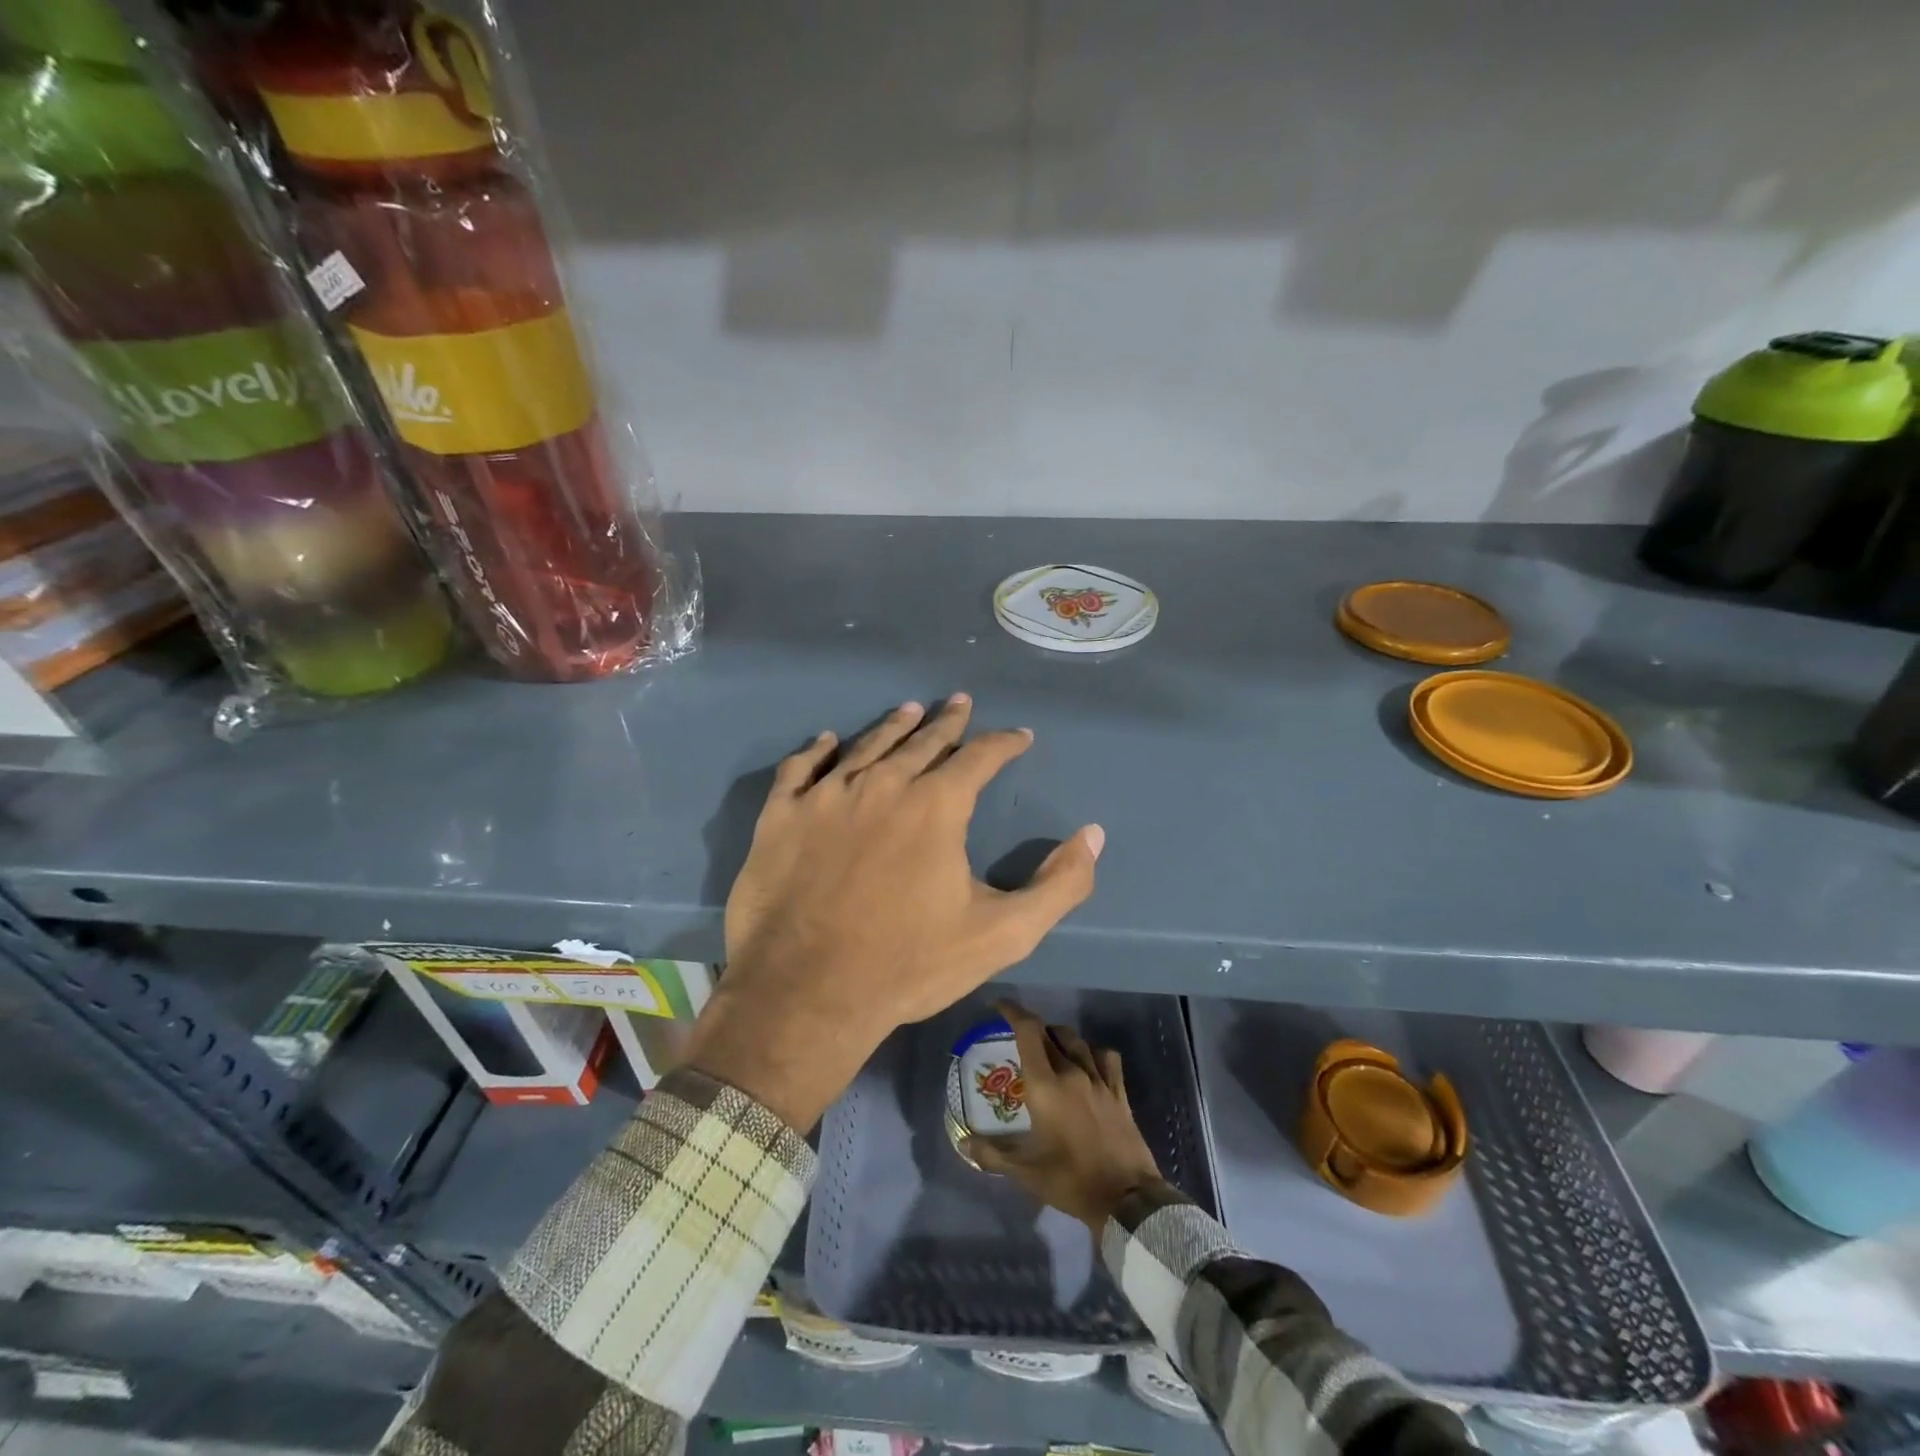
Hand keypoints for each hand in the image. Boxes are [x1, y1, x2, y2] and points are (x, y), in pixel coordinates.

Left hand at [682, 696, 1104, 1130]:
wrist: (806, 994)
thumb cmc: (908, 964)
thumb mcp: (1002, 934)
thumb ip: (1059, 885)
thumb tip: (1093, 835)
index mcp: (936, 805)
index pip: (980, 757)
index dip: (1004, 743)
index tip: (1019, 736)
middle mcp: (882, 784)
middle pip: (923, 741)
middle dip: (949, 722)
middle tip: (960, 702)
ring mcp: (826, 796)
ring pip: (866, 746)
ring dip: (893, 726)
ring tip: (909, 710)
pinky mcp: (781, 816)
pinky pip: (800, 768)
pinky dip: (816, 750)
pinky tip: (827, 740)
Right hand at [967, 999, 1164, 1235]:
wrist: (1127, 1198)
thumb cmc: (1071, 1181)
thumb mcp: (1025, 1172)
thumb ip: (992, 1154)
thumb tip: (964, 1143)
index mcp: (1045, 1085)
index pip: (1028, 1031)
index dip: (1012, 1012)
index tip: (998, 1006)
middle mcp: (1071, 1072)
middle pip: (1049, 1032)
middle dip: (1031, 1028)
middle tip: (1017, 1038)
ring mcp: (1099, 1080)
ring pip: (1076, 1040)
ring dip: (1059, 1037)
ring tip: (1049, 1048)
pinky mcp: (1119, 1092)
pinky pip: (1106, 1058)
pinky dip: (1092, 1052)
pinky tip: (1086, 1063)